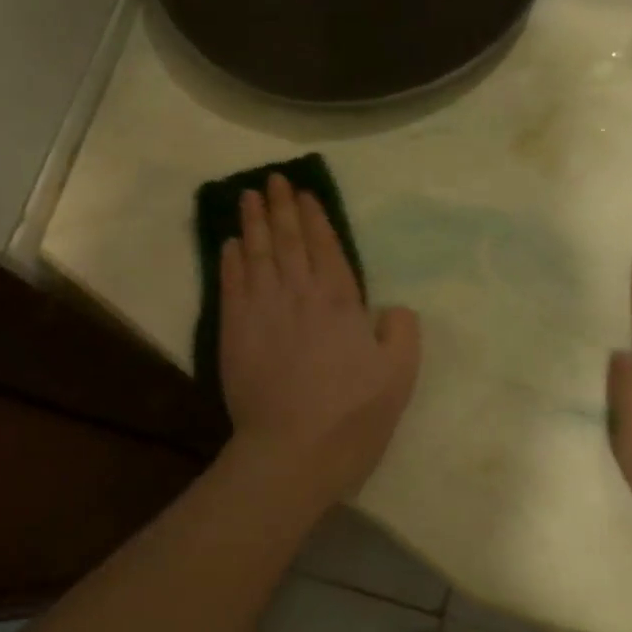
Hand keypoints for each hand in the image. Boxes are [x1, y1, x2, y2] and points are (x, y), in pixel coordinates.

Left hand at [220, 175, 421, 502]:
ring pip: (256, 254)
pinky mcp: (234, 333)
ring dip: (253, 223)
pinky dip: (230, 261)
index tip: (304, 194)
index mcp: (339, 301)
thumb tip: (392, 308)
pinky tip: (229, 244)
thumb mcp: (399, 376)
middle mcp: (298, 295)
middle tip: (273, 180)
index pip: (325, 247)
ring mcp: (262, 311)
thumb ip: (401, 332)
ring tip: (249, 196)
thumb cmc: (352, 416)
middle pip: (288, 241)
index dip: (314, 217)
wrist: (292, 452)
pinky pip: (231, 285)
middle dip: (281, 207)